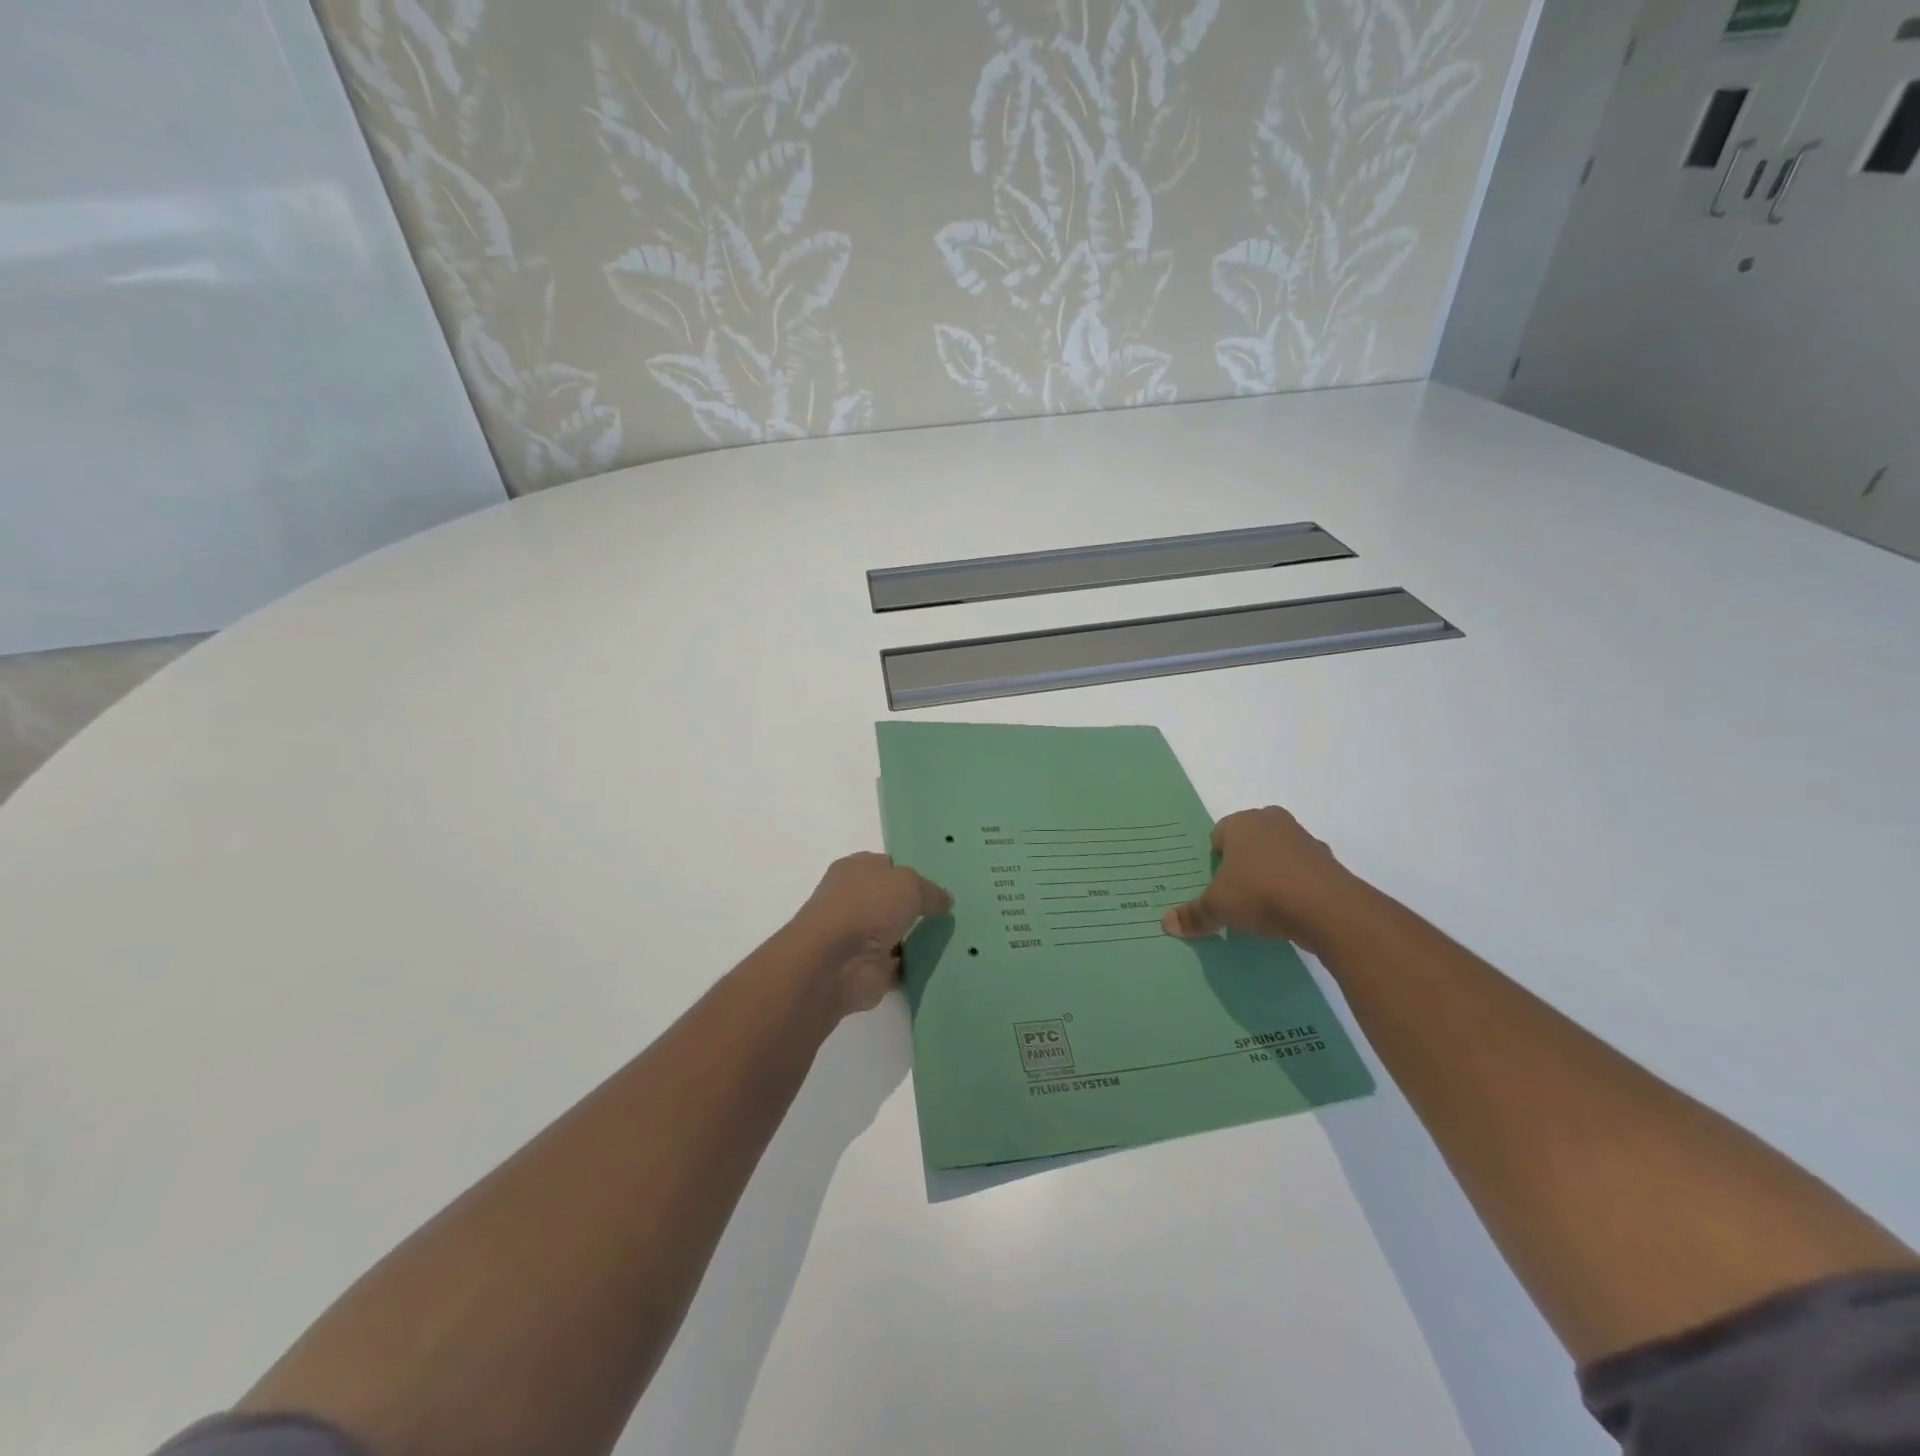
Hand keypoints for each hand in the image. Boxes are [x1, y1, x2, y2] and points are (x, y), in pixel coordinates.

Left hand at [794, 853, 952, 1014]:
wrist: (834, 963)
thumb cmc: (866, 907)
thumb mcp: (909, 884)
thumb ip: (930, 891)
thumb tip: (945, 900)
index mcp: (856, 870)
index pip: (888, 867)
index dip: (913, 874)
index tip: (940, 887)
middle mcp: (854, 901)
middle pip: (893, 902)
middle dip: (918, 908)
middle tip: (954, 913)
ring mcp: (860, 938)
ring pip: (897, 935)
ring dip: (917, 940)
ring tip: (955, 938)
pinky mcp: (868, 970)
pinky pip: (900, 966)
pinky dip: (916, 967)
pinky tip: (943, 964)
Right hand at [1161, 807, 1364, 954]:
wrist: (1327, 908)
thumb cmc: (1261, 892)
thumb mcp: (1218, 906)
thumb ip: (1194, 914)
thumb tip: (1166, 924)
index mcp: (1243, 822)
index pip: (1219, 834)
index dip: (1215, 859)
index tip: (1215, 883)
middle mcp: (1274, 823)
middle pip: (1251, 840)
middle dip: (1244, 862)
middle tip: (1236, 891)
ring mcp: (1305, 841)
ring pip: (1279, 854)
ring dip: (1272, 873)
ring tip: (1264, 906)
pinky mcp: (1329, 864)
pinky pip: (1303, 873)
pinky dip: (1296, 887)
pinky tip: (1290, 912)